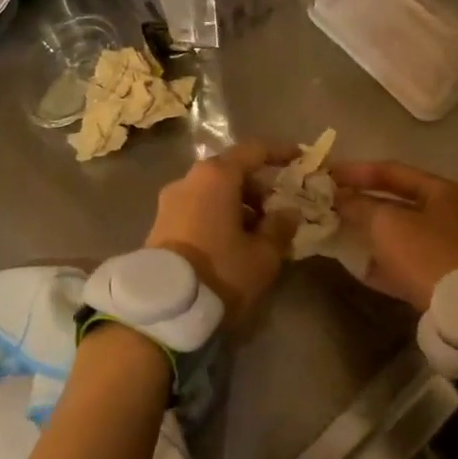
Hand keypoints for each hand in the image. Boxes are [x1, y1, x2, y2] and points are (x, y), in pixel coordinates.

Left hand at [145, 142, 298, 325]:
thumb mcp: (263, 255)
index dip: (279, 153)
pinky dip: (218, 215)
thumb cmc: (221, 271)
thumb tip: (287, 212)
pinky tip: (232, 243)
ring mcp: (170, 201)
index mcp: (216, 176)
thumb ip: (280, 228)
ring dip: (237, 205)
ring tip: (258, 234)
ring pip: (212, 192)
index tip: (298, 159)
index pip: (253, 151)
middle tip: (279, 211)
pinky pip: (197, 208)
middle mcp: (189, 179)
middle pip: (230, 172)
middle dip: (257, 187)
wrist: (164, 307)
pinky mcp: (159, 223)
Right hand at [332, 159, 457, 312]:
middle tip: (330, 203)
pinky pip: (405, 260)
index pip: (393, 171)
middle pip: (397, 202)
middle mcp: (451, 215)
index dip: (356, 171)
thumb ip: (359, 206)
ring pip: (400, 233)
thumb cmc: (426, 254)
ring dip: (369, 231)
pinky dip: (381, 259)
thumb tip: (340, 197)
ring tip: (337, 231)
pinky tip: (355, 263)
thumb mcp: (386, 223)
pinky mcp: (443, 277)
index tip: (327, 175)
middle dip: (361, 203)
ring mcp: (450, 248)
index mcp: (443, 192)